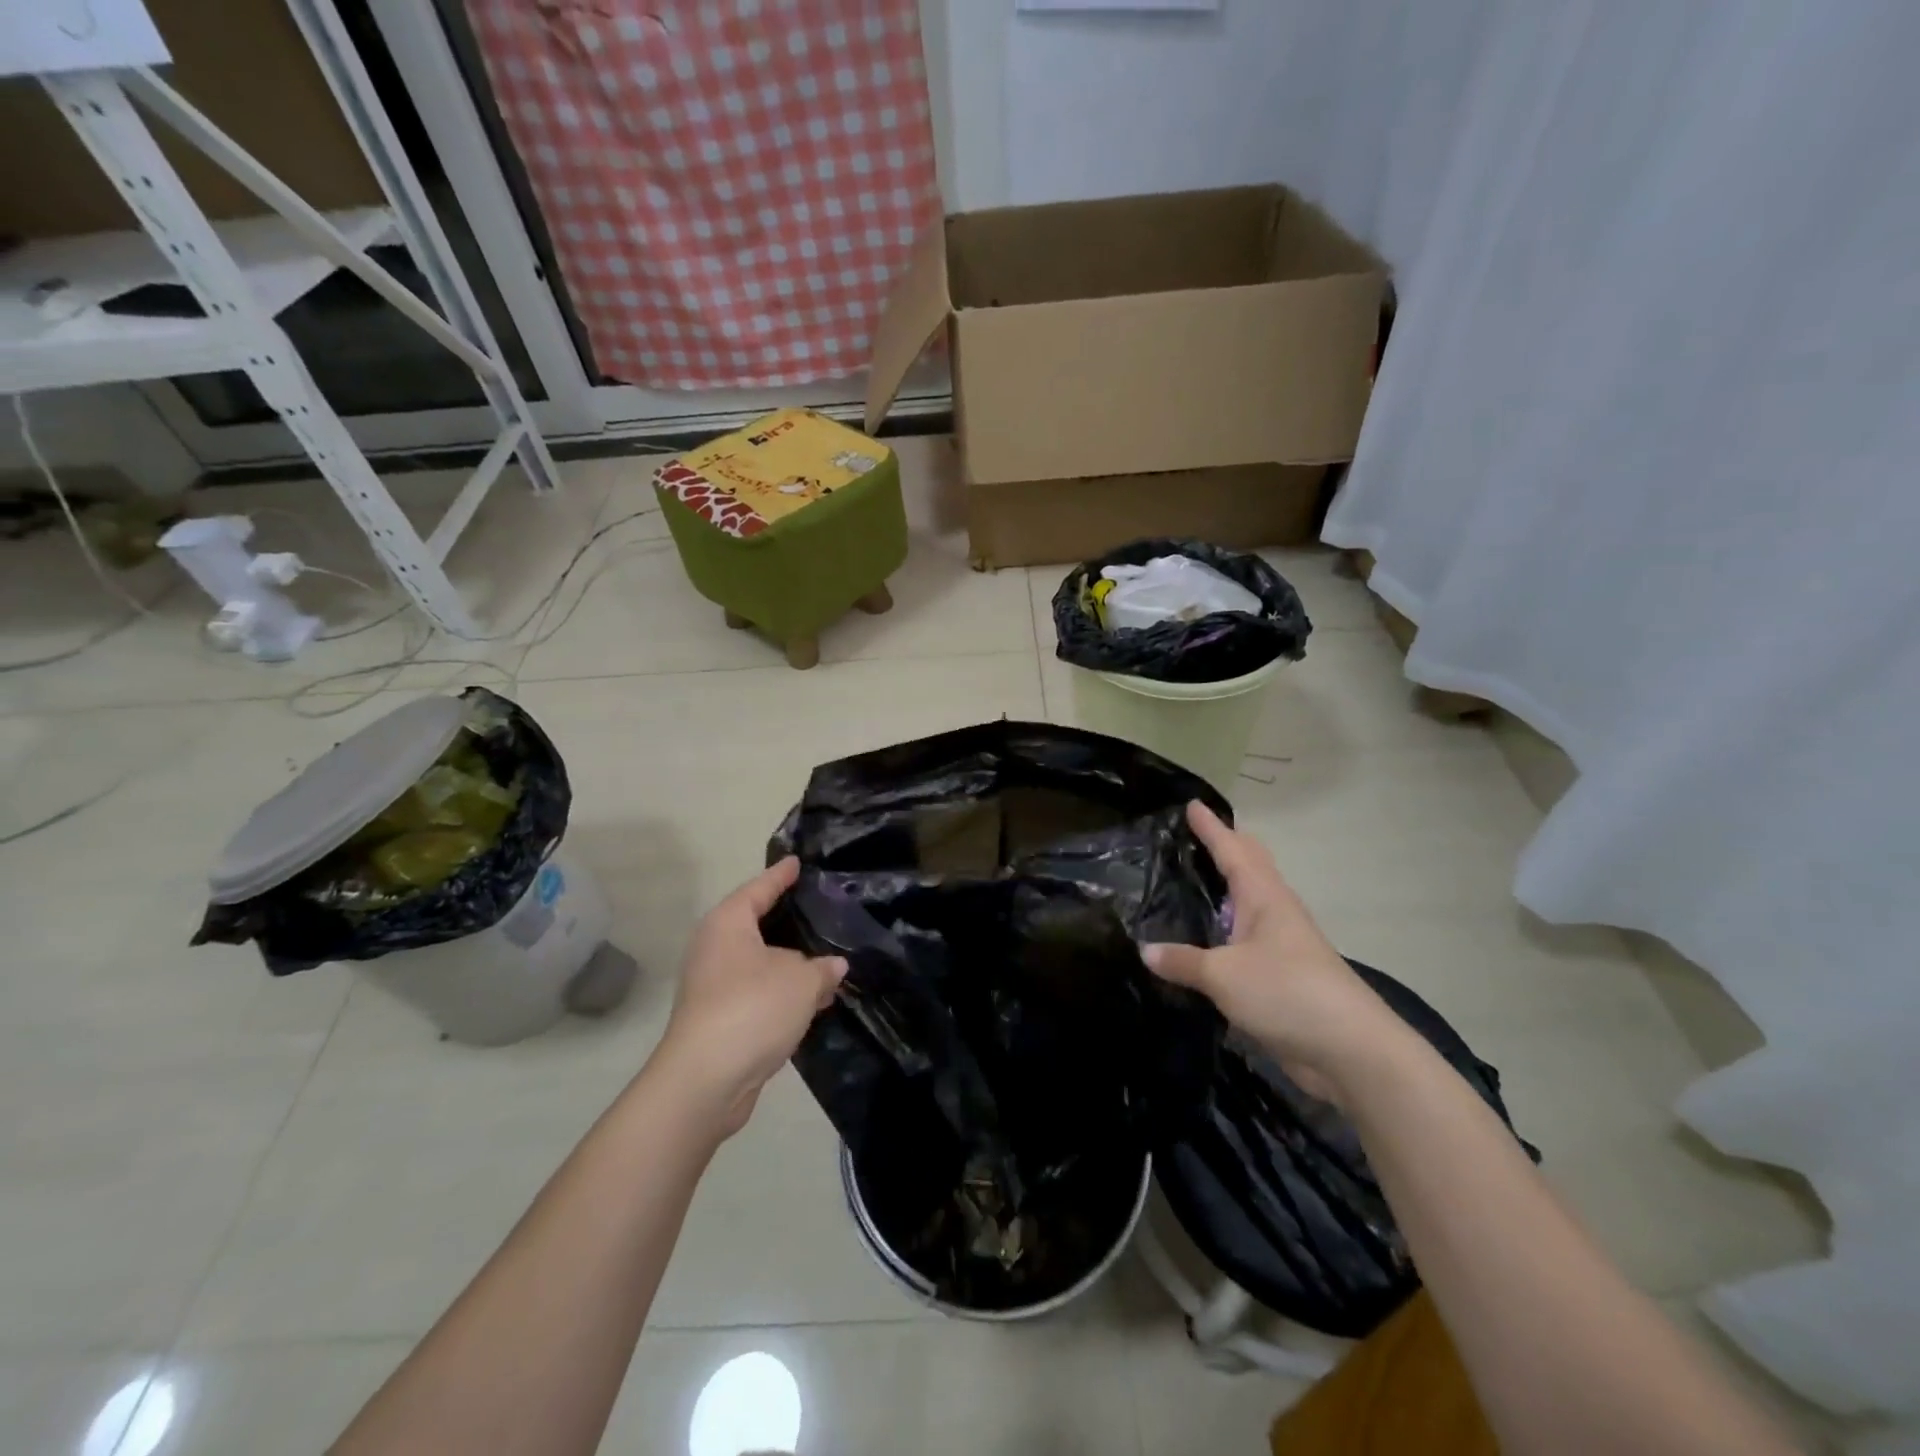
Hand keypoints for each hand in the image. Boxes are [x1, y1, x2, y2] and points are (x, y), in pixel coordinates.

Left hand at [647, 857, 846, 1138]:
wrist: (706, 1081)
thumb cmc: (752, 1009)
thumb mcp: (801, 981)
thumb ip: (822, 968)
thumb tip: (833, 966)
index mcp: (728, 923)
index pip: (759, 888)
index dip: (781, 875)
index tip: (798, 861)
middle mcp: (715, 947)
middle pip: (757, 924)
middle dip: (788, 920)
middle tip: (821, 907)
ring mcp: (713, 985)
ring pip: (760, 962)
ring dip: (789, 963)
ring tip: (827, 956)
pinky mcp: (719, 1017)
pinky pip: (758, 991)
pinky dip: (782, 991)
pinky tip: (811, 998)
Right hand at [1143, 802, 1395, 1092]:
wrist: (1350, 1050)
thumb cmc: (1287, 992)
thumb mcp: (1224, 974)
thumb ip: (1183, 961)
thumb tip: (1145, 949)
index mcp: (1264, 898)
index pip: (1232, 850)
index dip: (1211, 828)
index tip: (1192, 804)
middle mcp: (1275, 913)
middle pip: (1250, 868)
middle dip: (1226, 847)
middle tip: (1193, 835)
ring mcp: (1281, 945)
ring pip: (1248, 904)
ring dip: (1225, 889)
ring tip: (1192, 881)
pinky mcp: (1280, 976)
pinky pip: (1244, 939)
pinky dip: (1224, 930)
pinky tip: (1204, 940)